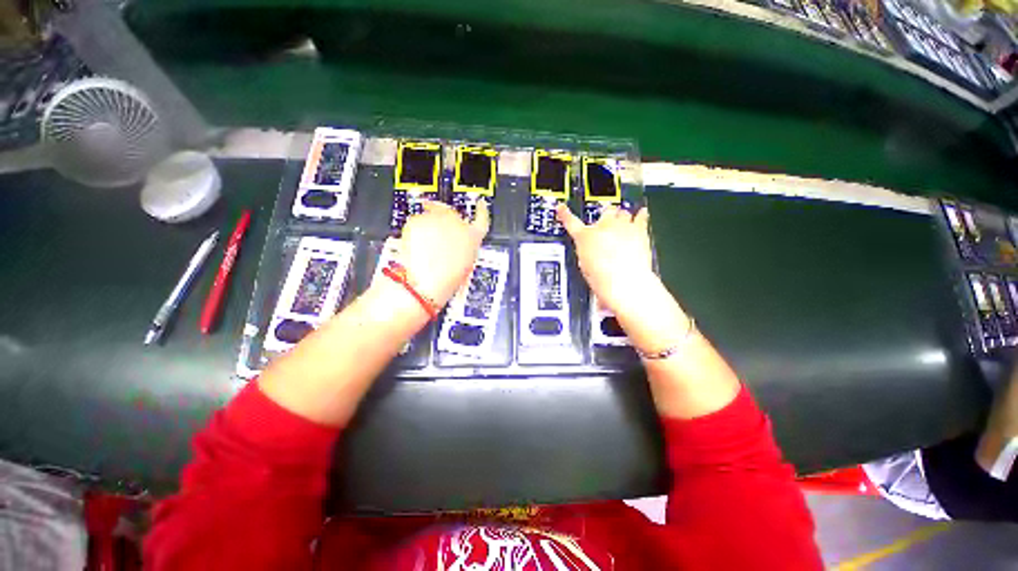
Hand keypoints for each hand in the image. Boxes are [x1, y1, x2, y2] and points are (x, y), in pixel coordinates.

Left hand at [385, 200, 488, 306]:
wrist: (422, 283)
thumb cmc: (446, 280)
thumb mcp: (466, 264)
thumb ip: (466, 246)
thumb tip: (460, 241)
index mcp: (473, 237)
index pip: (482, 217)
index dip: (481, 210)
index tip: (480, 204)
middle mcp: (457, 223)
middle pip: (454, 214)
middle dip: (446, 221)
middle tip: (439, 237)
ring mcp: (436, 219)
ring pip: (433, 215)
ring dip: (431, 226)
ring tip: (426, 247)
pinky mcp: (417, 219)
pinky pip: (418, 220)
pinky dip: (417, 230)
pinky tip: (417, 245)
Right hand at [557, 203, 654, 315]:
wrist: (624, 282)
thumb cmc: (602, 278)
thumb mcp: (585, 266)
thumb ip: (587, 252)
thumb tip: (591, 250)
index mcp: (584, 237)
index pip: (570, 222)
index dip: (565, 214)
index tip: (561, 208)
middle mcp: (602, 226)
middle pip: (604, 212)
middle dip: (605, 217)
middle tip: (606, 225)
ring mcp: (621, 225)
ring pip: (622, 212)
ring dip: (621, 217)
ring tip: (623, 224)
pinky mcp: (639, 229)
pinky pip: (641, 215)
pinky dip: (641, 215)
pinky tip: (641, 213)